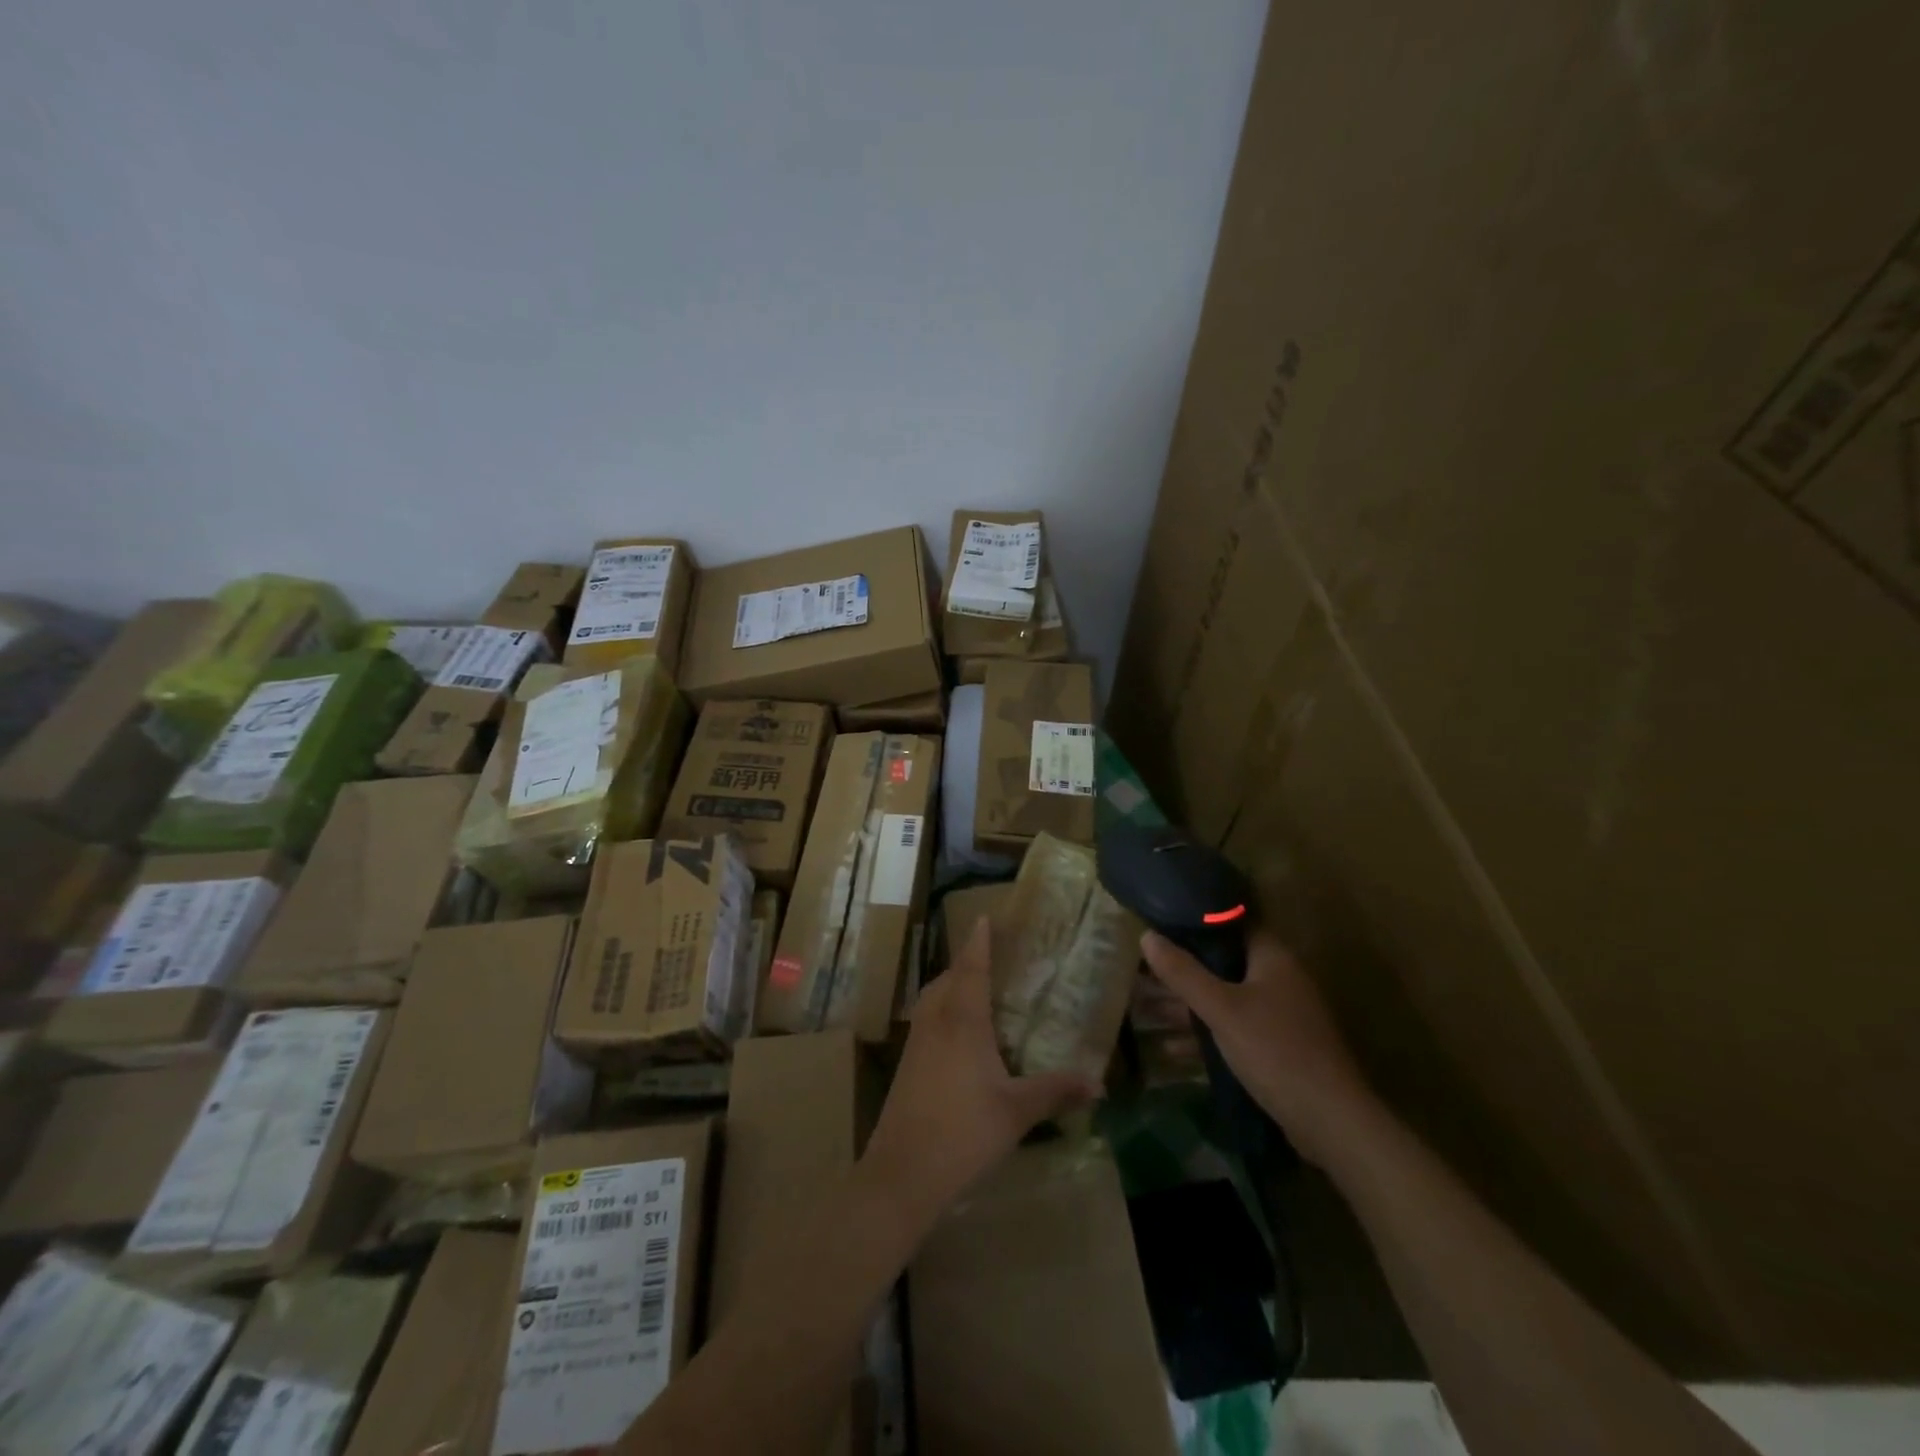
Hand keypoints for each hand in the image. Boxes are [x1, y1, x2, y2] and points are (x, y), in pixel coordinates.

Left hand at [861, 920, 1098, 1227]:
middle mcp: (936, 1020)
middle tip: (990, 953)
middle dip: (967, 960)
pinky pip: (927, 1016)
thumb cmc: (964, 1132)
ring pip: (933, 996)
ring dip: (951, 982)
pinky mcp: (907, 1062)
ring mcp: (916, 1041)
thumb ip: (1056, 1091)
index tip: (985, 918)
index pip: (972, 968)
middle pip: (948, 977)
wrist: (903, 1171)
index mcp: (963, 1021)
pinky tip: (956, 1029)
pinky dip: (942, 1005)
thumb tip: (1099, 1084)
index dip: (979, 942)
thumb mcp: (1017, 1111)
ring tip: (974, 985)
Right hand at [1140, 928, 1371, 1164]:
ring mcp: (1279, 1014)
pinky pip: (1232, 1028)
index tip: (1158, 920)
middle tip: (1142, 965)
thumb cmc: (1275, 1050)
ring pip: (1224, 997)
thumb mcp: (1221, 1009)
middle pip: (1222, 962)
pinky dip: (1205, 1033)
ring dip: (1188, 1003)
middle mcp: (1278, 979)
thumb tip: (1146, 935)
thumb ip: (1183, 972)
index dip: (1195, 920)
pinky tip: (1170, 1047)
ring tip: (1144, 1004)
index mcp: (1272, 958)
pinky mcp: (1276, 1046)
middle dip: (1183, 967)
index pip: (1231, 922)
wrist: (1330, 1122)